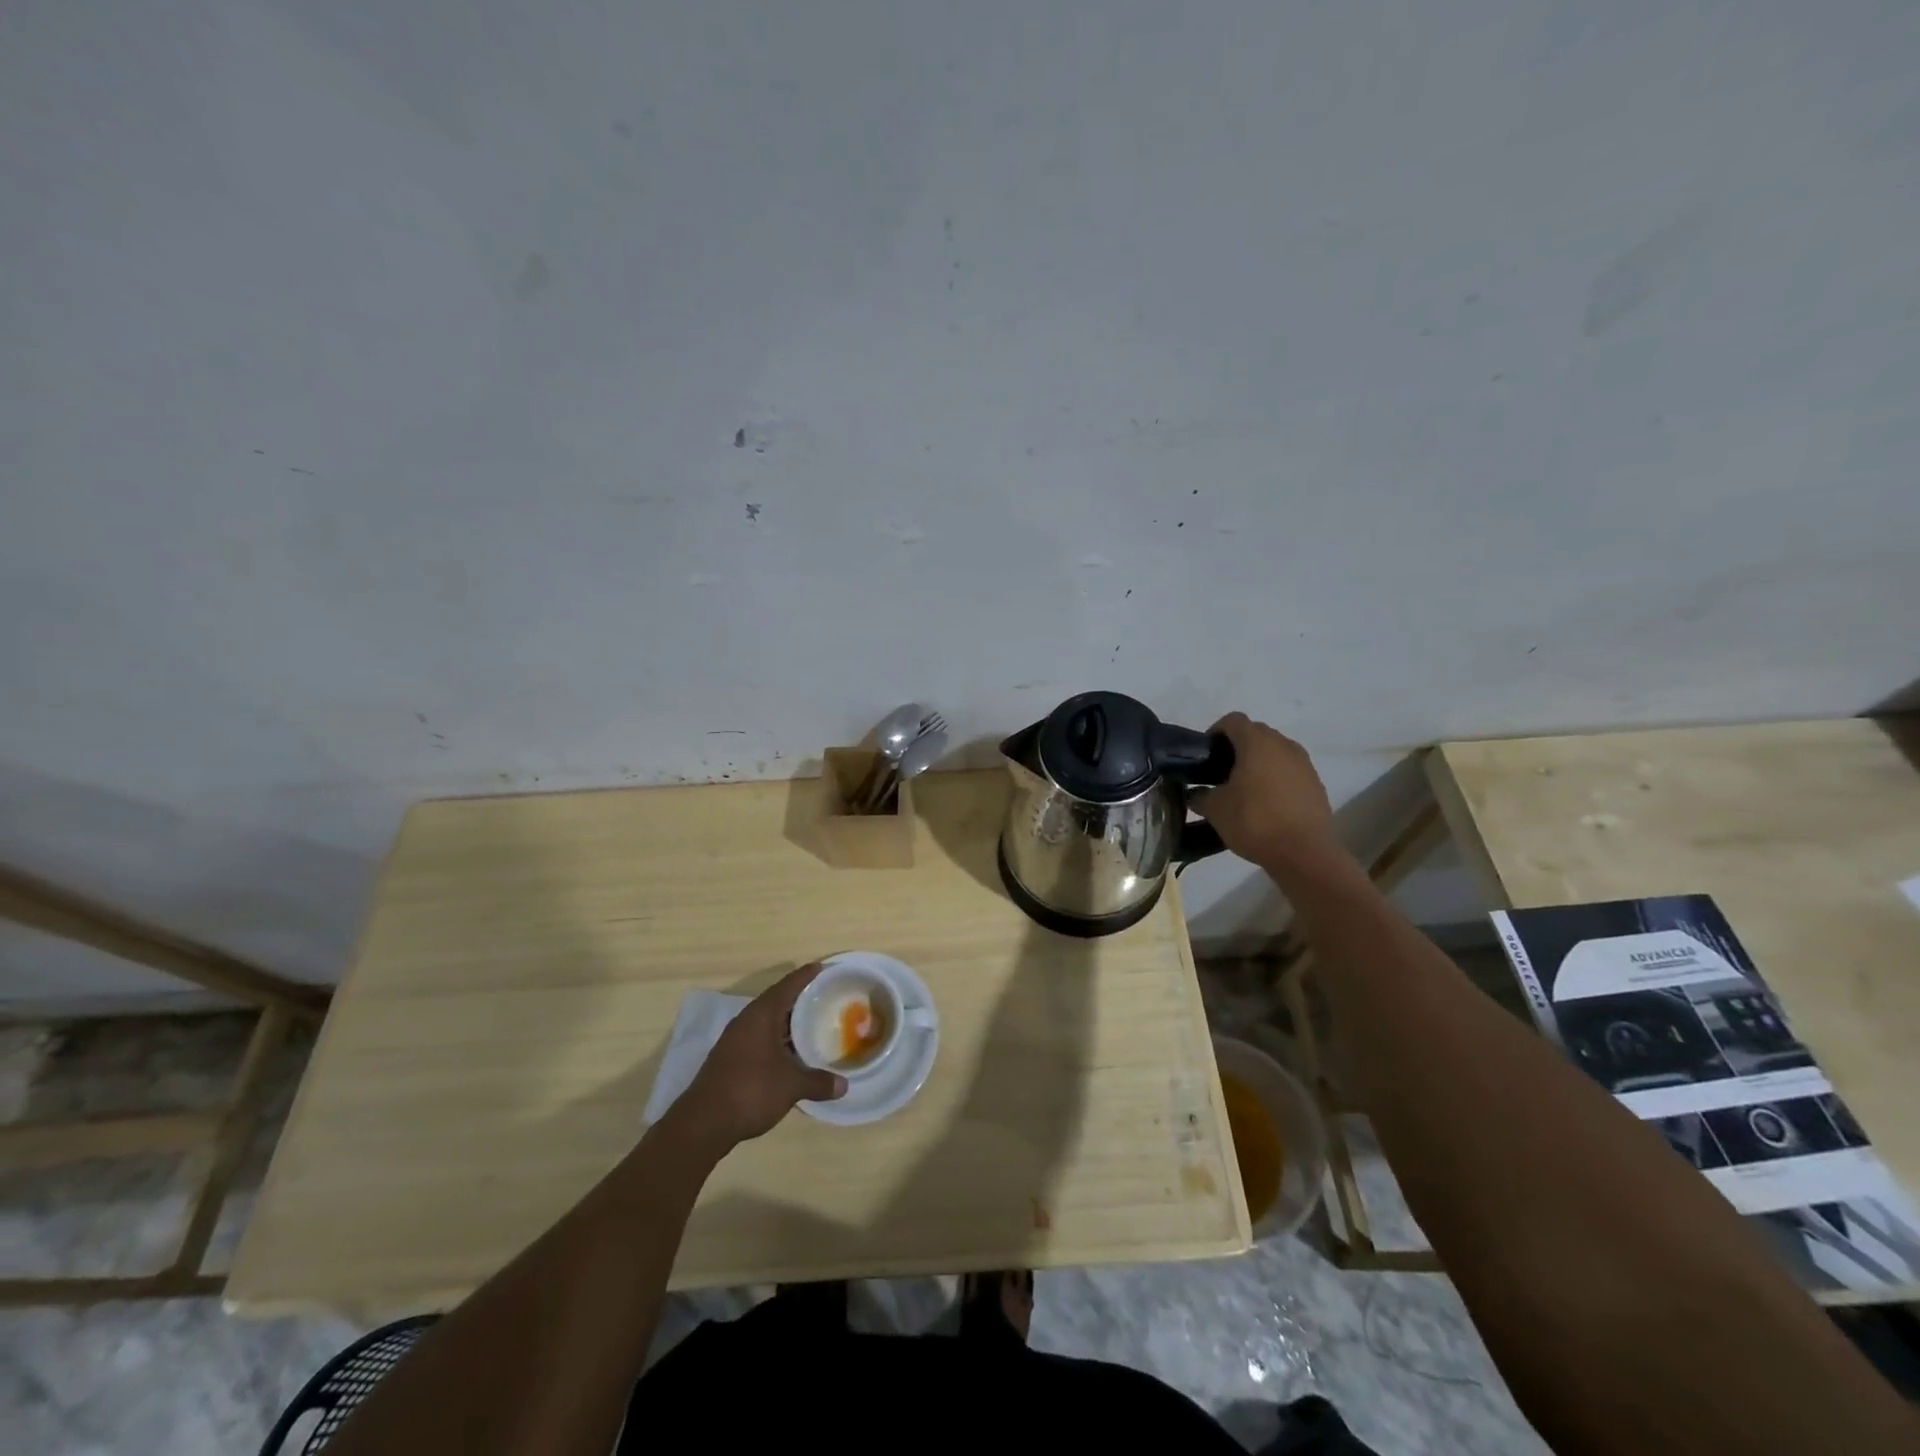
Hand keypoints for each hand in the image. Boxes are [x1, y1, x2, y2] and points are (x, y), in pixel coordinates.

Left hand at [673, 963, 846, 1149]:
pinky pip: (760, 1038)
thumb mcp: (791, 1086)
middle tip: (827, 997)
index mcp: (761, 1014)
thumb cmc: (751, 1090)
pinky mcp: (731, 1058)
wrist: (703, 1124)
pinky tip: (792, 1053)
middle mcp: (747, 1020)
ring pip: (768, 1021)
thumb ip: (818, 1082)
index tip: (825, 967)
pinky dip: (778, 1039)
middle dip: (801, 998)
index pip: (788, 985)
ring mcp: (735, 1040)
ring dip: (789, 1022)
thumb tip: (844, 1085)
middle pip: (778, 1000)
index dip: (807, 975)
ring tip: (814, 1023)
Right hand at [1195, 712, 1344, 875]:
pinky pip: (1289, 770)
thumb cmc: (1254, 822)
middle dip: (1236, 747)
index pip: (1232, 720)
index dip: (1215, 732)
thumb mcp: (1215, 810)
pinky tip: (1266, 803)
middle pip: (1255, 733)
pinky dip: (1275, 777)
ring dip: (1258, 762)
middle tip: (1220, 772)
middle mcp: (1283, 744)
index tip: (1206, 755)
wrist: (1304, 853)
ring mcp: (1303, 763)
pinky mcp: (1315, 782)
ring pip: (1274, 751)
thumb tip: (1194, 793)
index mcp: (1256, 743)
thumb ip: (1200, 796)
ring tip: (1243, 789)